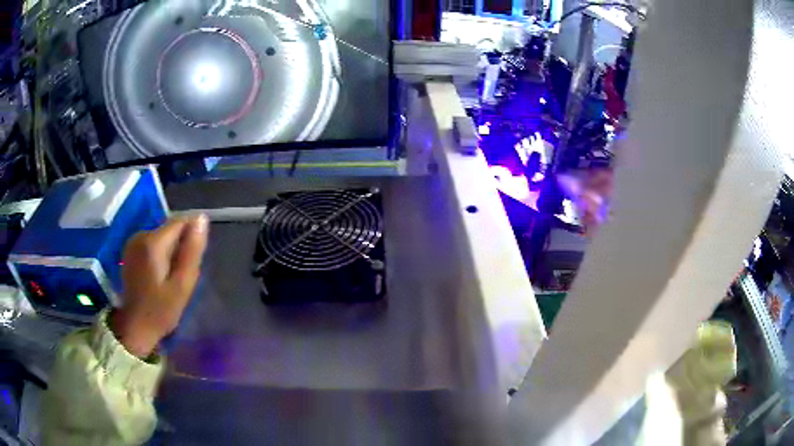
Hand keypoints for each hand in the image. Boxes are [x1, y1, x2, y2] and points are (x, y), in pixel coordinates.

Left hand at [110, 216, 208, 357]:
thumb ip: (192, 251)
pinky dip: (161, 254)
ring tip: (171, 278)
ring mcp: (133, 242)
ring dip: (171, 251)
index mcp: (153, 242)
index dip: (192, 237)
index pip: (181, 221)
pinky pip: (153, 243)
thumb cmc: (161, 311)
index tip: (193, 261)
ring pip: (162, 236)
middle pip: (171, 229)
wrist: (135, 327)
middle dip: (181, 246)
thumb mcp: (182, 285)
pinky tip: (159, 275)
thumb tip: (202, 219)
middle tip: (182, 276)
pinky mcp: (131, 249)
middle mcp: (141, 235)